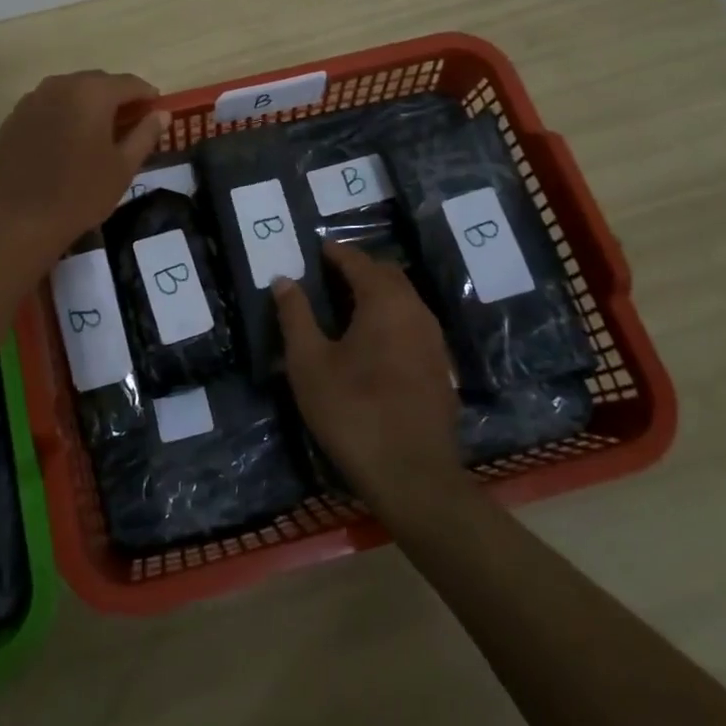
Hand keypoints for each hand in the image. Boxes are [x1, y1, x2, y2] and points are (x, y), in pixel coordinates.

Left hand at [0, 70, 168, 259]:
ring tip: (98, 131)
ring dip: (88, 104)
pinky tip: (66, 141)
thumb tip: (161, 113)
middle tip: (130, 122)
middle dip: (117, 97)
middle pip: (97, 82)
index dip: (147, 94)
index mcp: (92, 93)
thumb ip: (145, 134)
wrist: (17, 219)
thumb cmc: (80, 193)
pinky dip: (63, 115)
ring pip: (70, 92)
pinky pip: (47, 106)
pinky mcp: (14, 117)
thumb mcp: (123, 167)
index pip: (129, 83)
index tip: (157, 109)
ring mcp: (32, 99)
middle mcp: (61, 85)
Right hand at [274, 243, 462, 514]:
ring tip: (346, 306)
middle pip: (388, 274)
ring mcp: (434, 341)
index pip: (359, 261)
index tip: (316, 248)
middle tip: (328, 275)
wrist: (413, 476)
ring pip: (405, 300)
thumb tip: (284, 280)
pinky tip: (373, 342)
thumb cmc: (353, 411)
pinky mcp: (441, 368)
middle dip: (359, 268)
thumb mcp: (309, 363)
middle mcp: (416, 311)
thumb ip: (295, 315)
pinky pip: (414, 325)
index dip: (335, 252)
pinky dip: (392, 318)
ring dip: (377, 293)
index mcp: (385, 301)